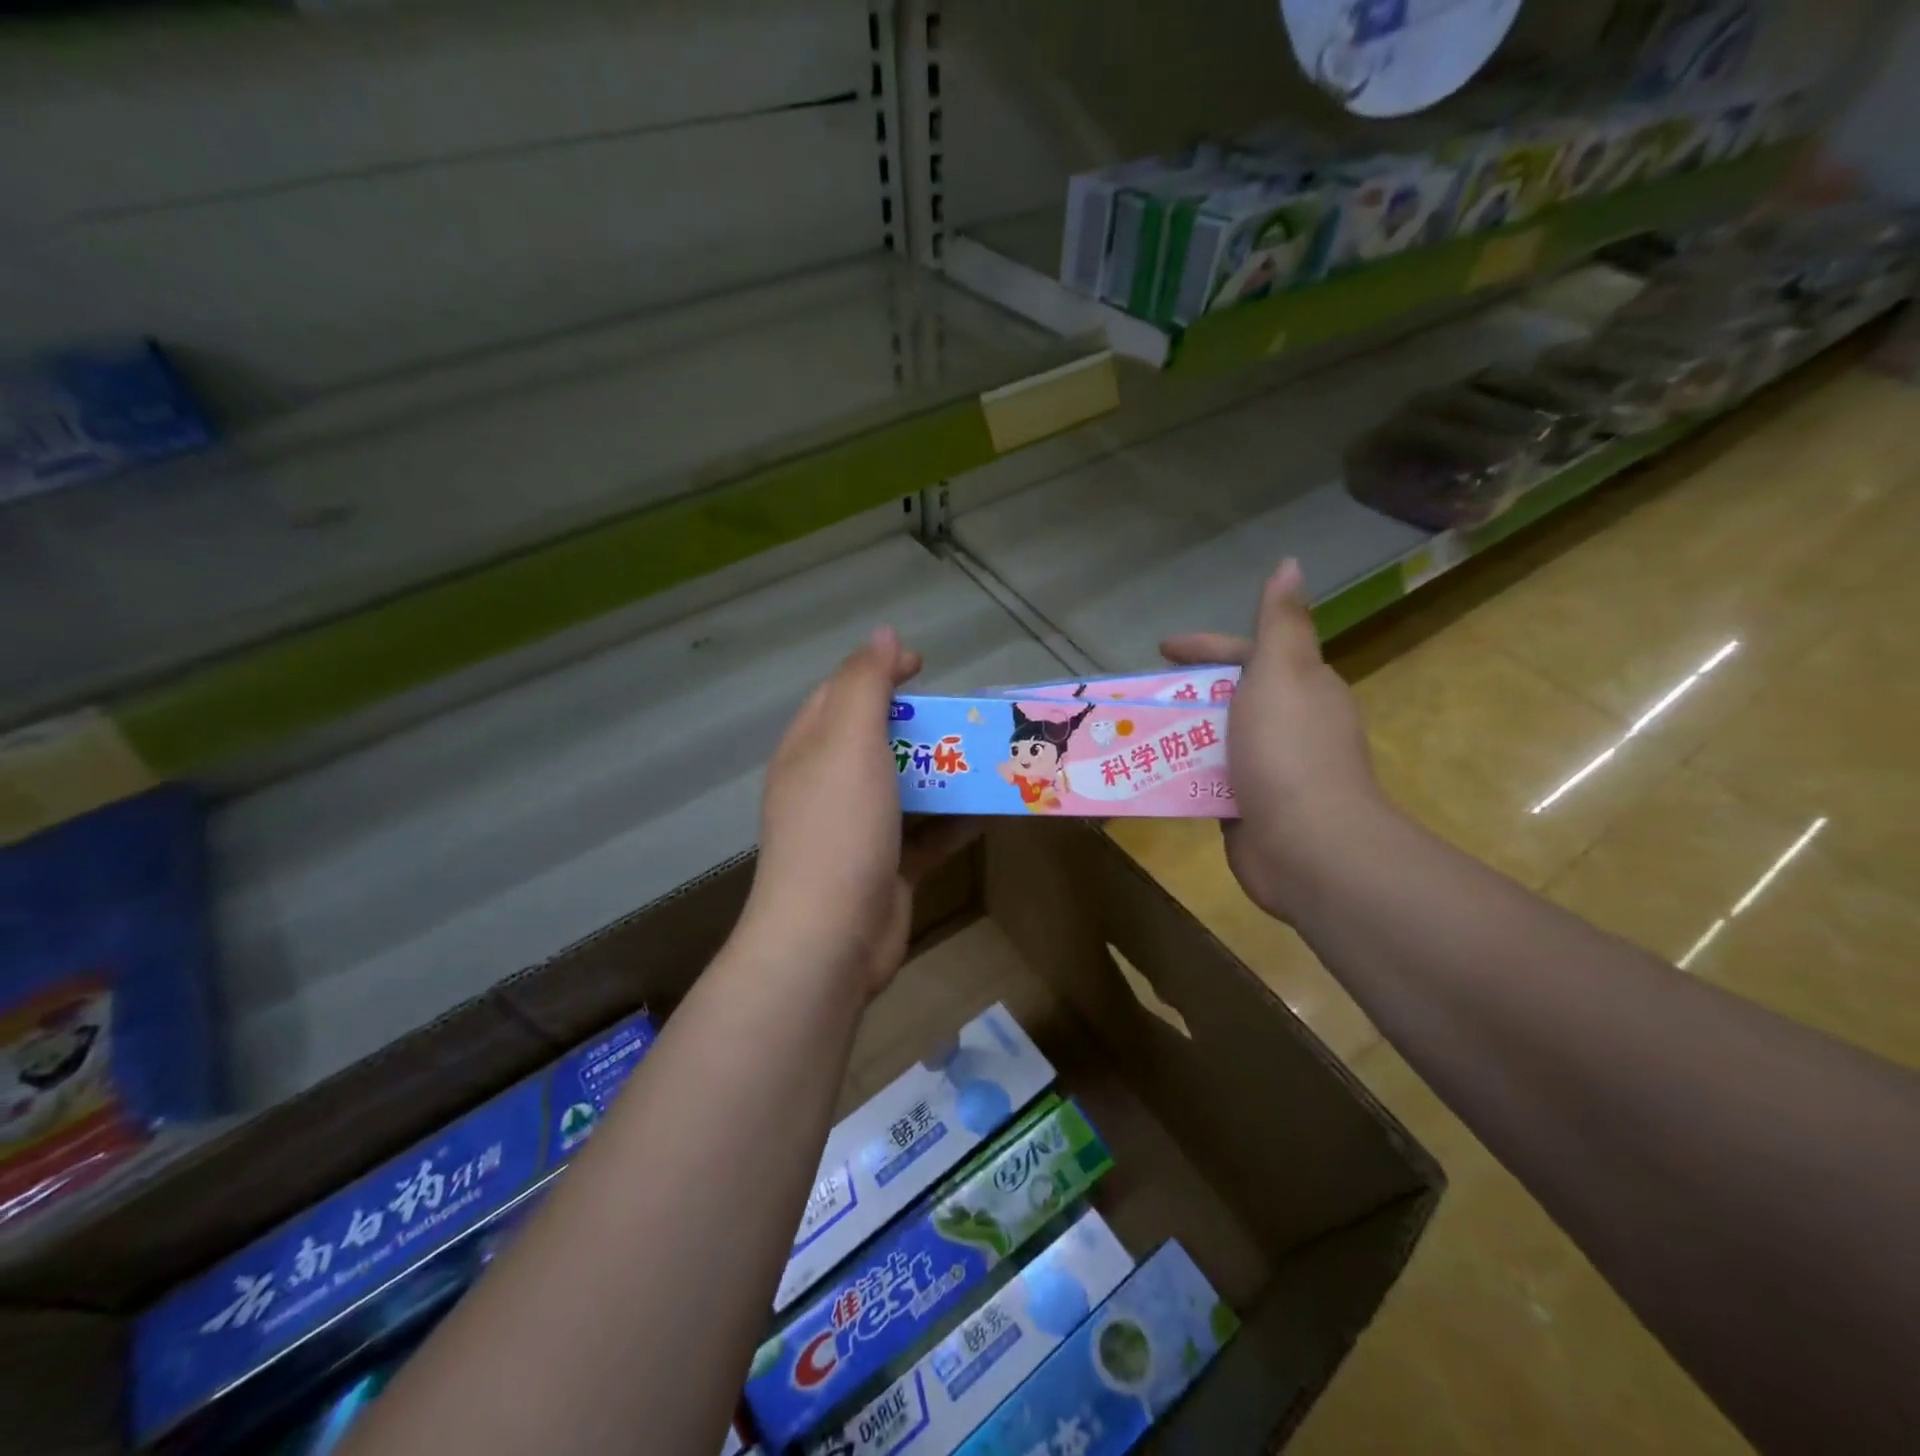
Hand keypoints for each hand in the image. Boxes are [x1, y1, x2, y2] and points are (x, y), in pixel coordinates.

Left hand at [744, 627, 977, 997]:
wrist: (831, 938)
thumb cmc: (839, 827)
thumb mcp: (848, 741)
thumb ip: (865, 684)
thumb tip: (883, 634)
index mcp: (811, 750)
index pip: (843, 693)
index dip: (880, 671)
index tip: (926, 667)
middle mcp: (830, 786)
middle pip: (881, 741)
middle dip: (926, 726)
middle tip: (971, 718)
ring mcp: (859, 831)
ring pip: (909, 789)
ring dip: (949, 773)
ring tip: (996, 758)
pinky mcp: (888, 868)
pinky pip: (928, 834)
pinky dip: (957, 820)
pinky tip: (995, 810)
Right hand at [1161, 559, 1385, 919]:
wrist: (1309, 846)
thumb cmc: (1288, 750)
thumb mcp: (1282, 673)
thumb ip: (1281, 622)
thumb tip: (1292, 563)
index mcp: (1301, 687)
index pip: (1246, 654)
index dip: (1204, 647)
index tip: (1160, 649)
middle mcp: (1288, 724)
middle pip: (1225, 698)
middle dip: (1182, 694)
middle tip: (1135, 697)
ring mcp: (1268, 768)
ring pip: (1212, 740)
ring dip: (1174, 735)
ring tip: (1128, 733)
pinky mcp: (1247, 807)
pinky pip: (1205, 780)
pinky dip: (1178, 773)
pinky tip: (1146, 773)